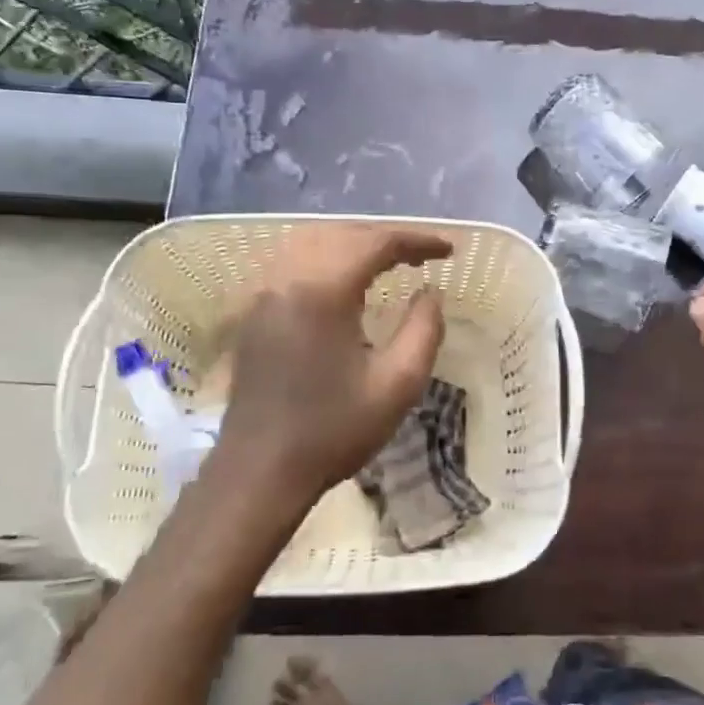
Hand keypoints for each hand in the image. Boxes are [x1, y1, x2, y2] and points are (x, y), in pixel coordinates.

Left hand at [210, 225, 451, 514]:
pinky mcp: (253, 311)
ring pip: (313, 241)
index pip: (375, 243)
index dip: (416, 240)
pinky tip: (344, 279)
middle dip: (386, 238)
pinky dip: (326, 256)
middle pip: (342, 234)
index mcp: (322, 291)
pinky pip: (292, 261)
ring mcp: (264, 293)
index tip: (449, 250)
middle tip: (422, 256)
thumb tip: (431, 293)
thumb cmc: (333, 430)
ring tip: (388, 261)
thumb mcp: (397, 385)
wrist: (260, 470)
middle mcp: (287, 278)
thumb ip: (424, 330)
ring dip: (354, 243)